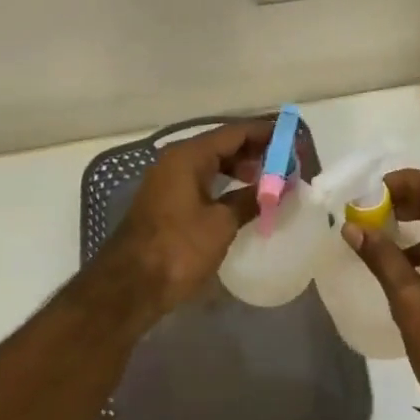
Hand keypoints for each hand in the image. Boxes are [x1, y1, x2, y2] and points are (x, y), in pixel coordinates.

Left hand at [104, 119, 271, 317]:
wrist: (128, 287)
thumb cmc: (178, 249)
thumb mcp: (221, 224)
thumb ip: (250, 200)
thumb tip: (275, 189)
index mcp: (189, 155)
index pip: (234, 132)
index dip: (264, 133)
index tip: (291, 138)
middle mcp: (176, 159)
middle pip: (222, 144)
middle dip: (254, 150)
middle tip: (284, 161)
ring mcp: (168, 180)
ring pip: (211, 162)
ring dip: (239, 167)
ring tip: (268, 180)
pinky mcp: (166, 201)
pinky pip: (201, 179)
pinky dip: (223, 182)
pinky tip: (241, 197)